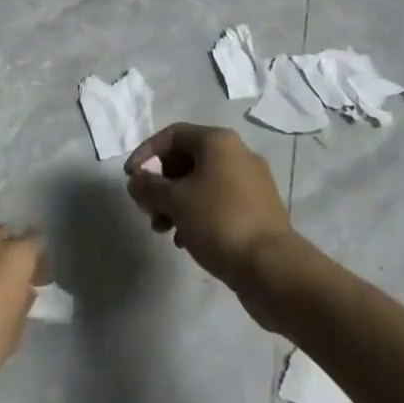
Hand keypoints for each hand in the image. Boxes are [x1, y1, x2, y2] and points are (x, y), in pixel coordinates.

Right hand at [125, 125, 293, 289]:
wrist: (272, 267)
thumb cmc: (218, 222)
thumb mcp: (174, 202)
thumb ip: (149, 187)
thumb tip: (136, 181)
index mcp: (218, 141)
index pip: (172, 135)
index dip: (146, 153)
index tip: (130, 179)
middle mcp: (238, 153)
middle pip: (187, 159)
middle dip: (162, 184)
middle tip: (148, 209)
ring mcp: (252, 182)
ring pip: (202, 183)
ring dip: (177, 202)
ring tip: (163, 230)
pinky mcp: (258, 209)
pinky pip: (219, 202)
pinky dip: (198, 214)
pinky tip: (186, 240)